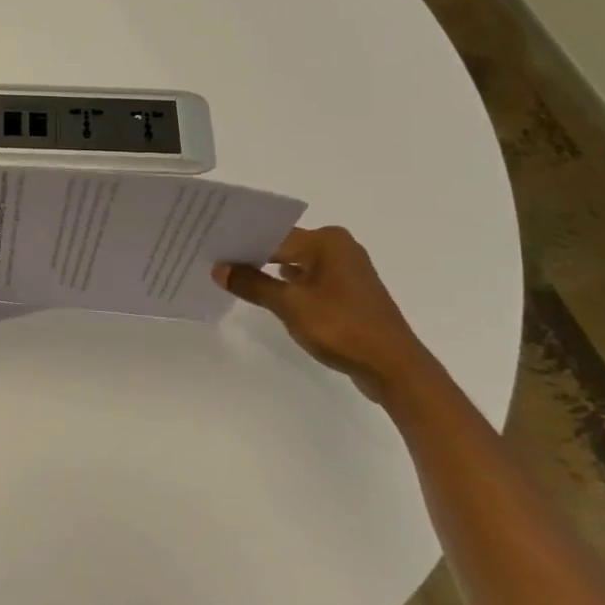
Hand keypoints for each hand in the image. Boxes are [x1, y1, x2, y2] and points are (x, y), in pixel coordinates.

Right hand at [213, 227, 434, 402]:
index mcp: (327, 241)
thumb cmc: (342, 328)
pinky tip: (266, 294)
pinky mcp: (348, 293)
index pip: (274, 235)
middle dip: (253, 256)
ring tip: (233, 278)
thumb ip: (253, 284)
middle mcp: (338, 247)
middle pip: (284, 246)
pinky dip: (288, 286)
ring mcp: (346, 271)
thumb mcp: (291, 305)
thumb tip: (219, 268)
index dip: (242, 244)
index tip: (210, 249)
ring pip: (296, 264)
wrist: (394, 368)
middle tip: (215, 262)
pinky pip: (309, 280)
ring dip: (269, 272)